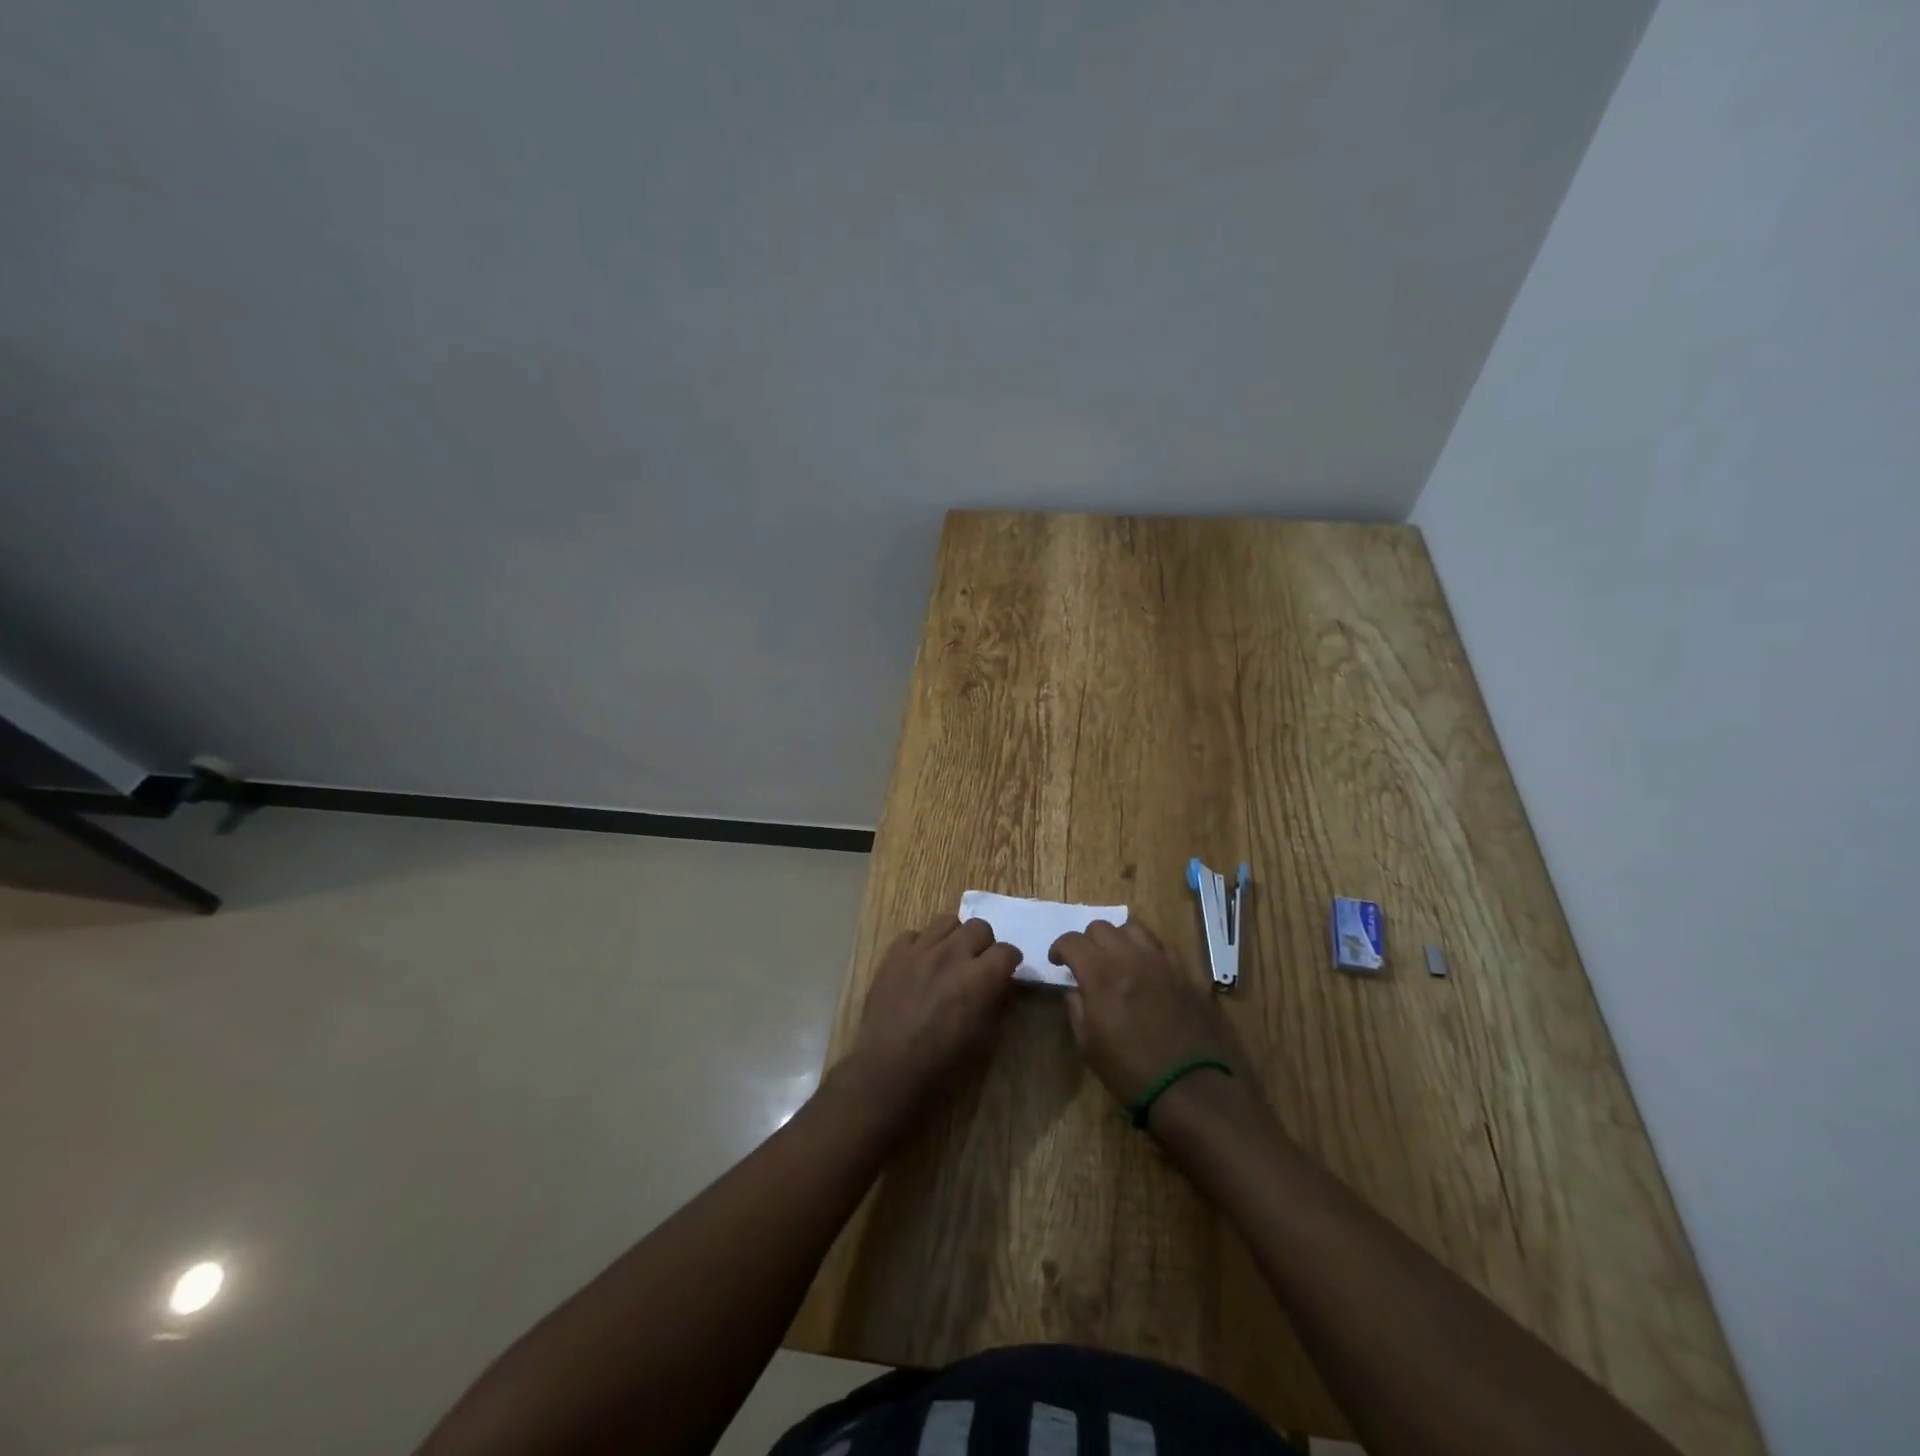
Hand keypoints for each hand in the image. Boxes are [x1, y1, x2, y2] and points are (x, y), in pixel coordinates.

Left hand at [842, 915, 1020, 1119]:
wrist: (888, 1070)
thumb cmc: (942, 1065)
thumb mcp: (983, 1038)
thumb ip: (995, 1000)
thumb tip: (999, 983)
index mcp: (979, 977)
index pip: (1007, 950)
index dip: (1010, 961)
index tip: (1006, 972)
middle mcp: (952, 954)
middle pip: (979, 926)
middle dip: (984, 944)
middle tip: (978, 964)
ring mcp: (920, 950)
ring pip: (947, 921)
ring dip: (954, 937)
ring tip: (949, 958)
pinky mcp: (894, 955)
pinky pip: (914, 935)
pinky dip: (922, 945)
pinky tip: (920, 965)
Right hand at [1048, 919, 1240, 1110]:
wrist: (1191, 1087)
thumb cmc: (1131, 1071)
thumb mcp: (1088, 1045)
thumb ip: (1076, 1008)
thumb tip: (1076, 990)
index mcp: (1100, 973)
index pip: (1071, 941)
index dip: (1059, 948)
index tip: (1058, 963)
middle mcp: (1130, 957)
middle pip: (1101, 927)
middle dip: (1087, 942)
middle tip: (1087, 963)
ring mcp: (1162, 961)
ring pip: (1133, 928)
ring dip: (1119, 939)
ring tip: (1119, 960)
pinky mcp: (1186, 971)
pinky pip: (1162, 946)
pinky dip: (1148, 951)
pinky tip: (1148, 970)